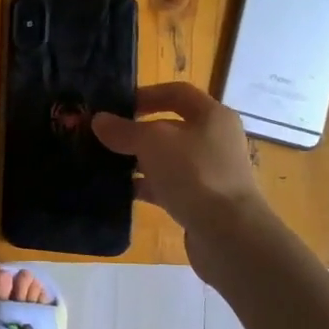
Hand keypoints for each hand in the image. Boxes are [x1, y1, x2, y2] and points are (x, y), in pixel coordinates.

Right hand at [92, 83, 263, 240]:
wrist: (230, 235)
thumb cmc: (195, 174)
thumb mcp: (153, 143)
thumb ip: (124, 130)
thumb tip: (99, 120)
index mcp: (212, 115)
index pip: (176, 92)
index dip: (146, 94)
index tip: (116, 107)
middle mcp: (215, 139)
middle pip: (170, 126)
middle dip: (137, 131)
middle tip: (104, 137)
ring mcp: (210, 172)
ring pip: (167, 158)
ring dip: (138, 160)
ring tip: (105, 163)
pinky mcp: (203, 201)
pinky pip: (169, 186)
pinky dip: (146, 186)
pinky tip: (121, 191)